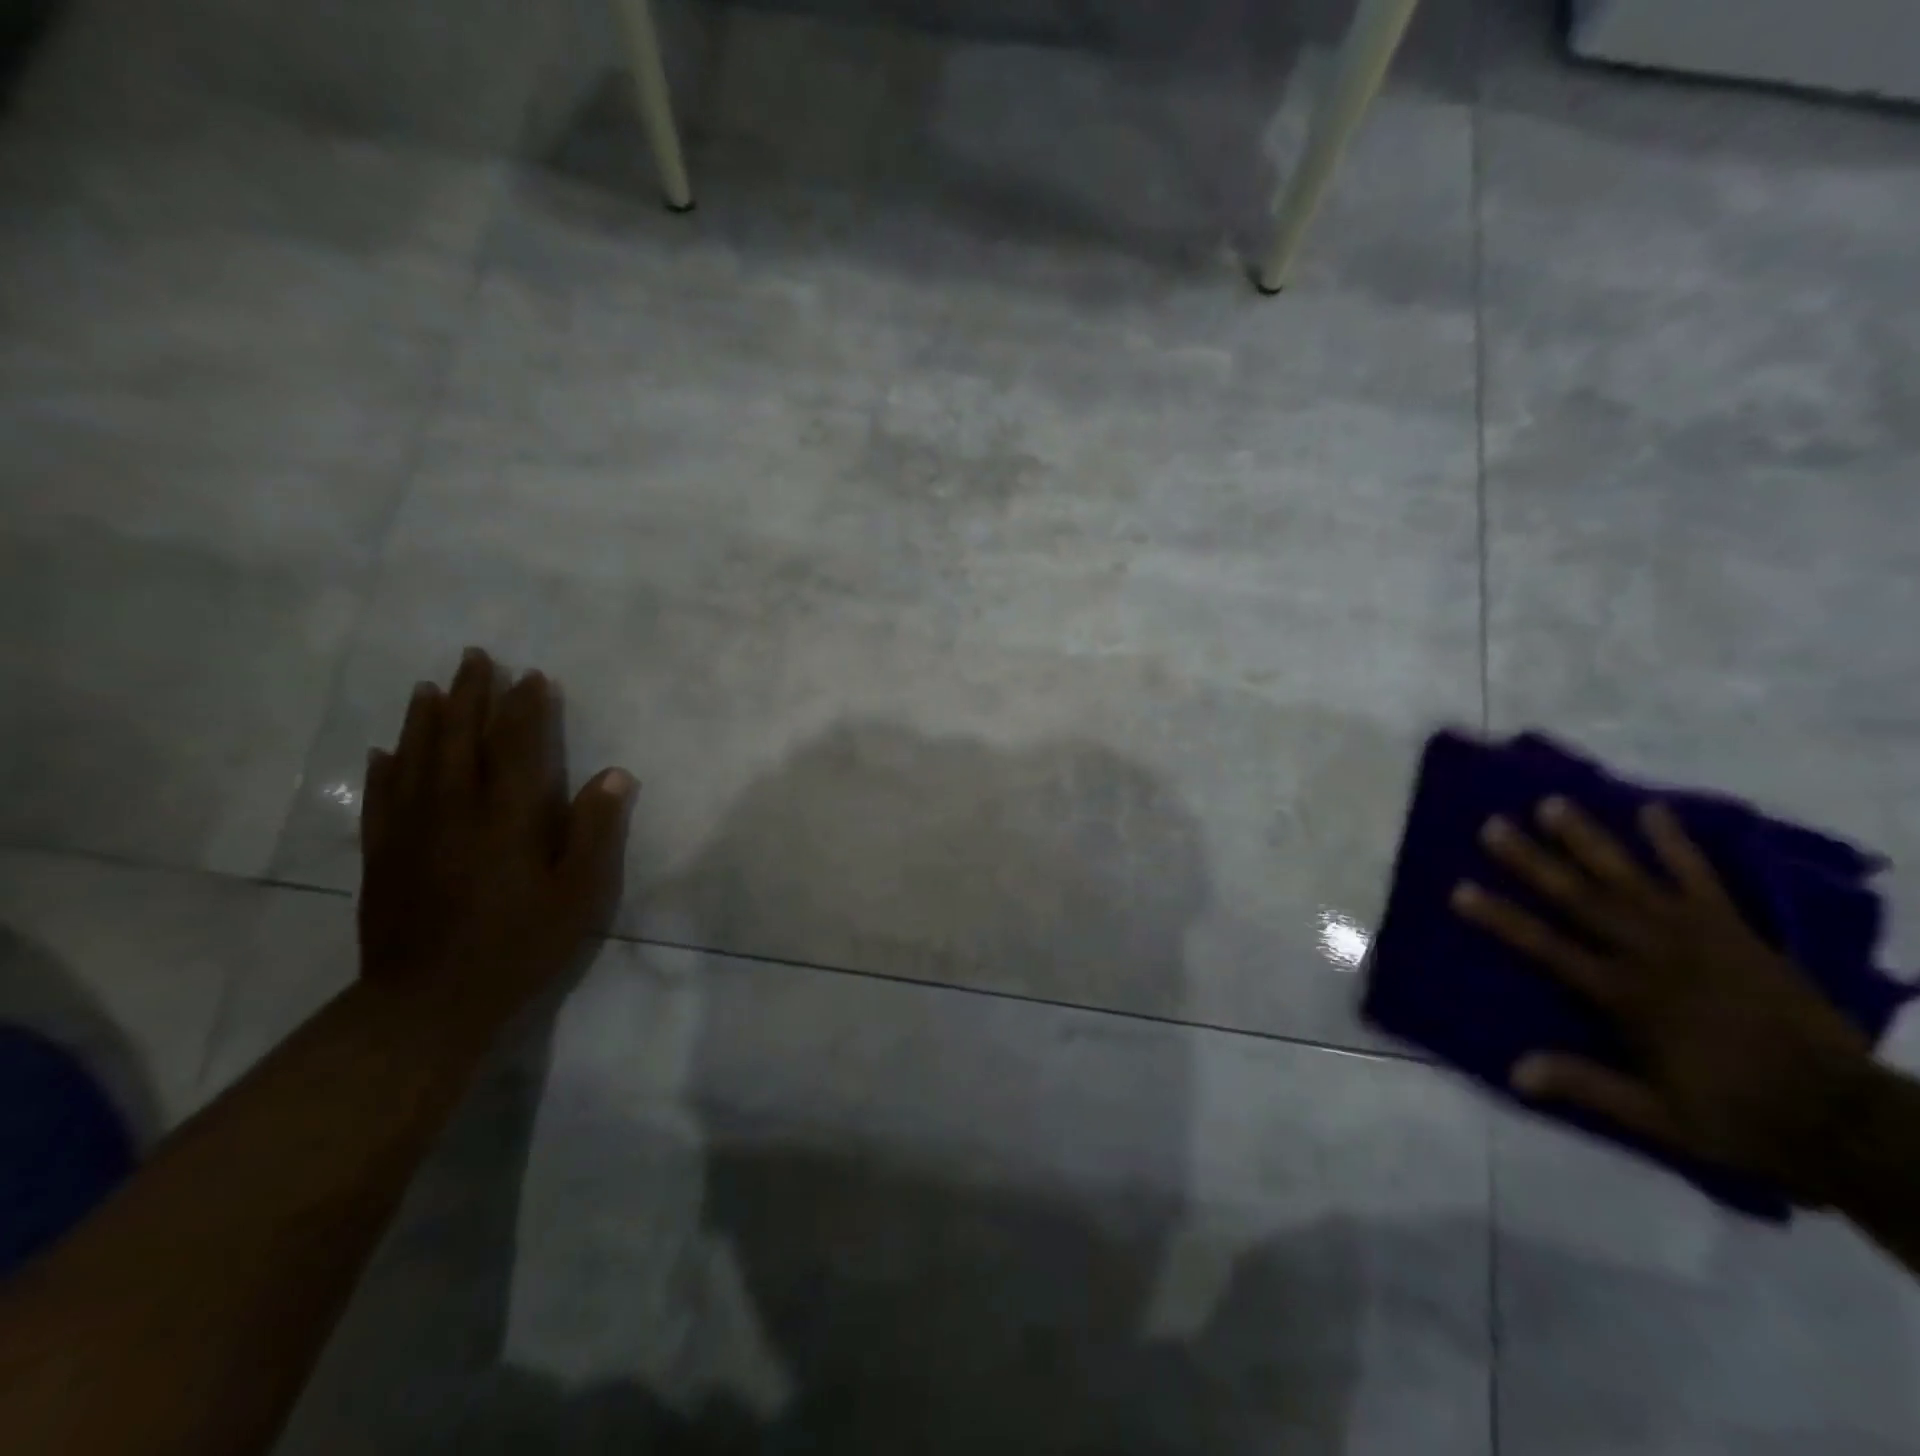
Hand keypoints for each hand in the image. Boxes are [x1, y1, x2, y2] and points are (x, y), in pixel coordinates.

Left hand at [357, 648, 636, 1030]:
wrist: (429, 1003)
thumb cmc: (518, 946)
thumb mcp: (578, 895)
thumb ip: (595, 831)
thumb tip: (615, 774)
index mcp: (507, 817)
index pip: (517, 745)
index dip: (526, 707)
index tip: (533, 675)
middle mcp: (454, 810)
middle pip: (460, 738)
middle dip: (470, 694)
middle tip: (475, 657)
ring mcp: (411, 831)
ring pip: (415, 758)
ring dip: (424, 718)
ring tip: (428, 686)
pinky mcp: (382, 855)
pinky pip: (381, 798)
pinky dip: (383, 769)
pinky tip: (384, 752)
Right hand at [1452, 796, 1873, 1200]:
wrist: (1854, 1119)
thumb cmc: (1743, 1118)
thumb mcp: (1661, 1119)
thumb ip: (1589, 1087)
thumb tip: (1515, 1073)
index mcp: (1627, 998)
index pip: (1548, 948)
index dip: (1501, 918)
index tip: (1460, 889)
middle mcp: (1654, 956)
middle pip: (1581, 899)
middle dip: (1533, 861)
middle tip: (1493, 826)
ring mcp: (1698, 937)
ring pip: (1631, 878)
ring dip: (1588, 840)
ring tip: (1553, 804)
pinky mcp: (1738, 932)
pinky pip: (1704, 879)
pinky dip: (1678, 844)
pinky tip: (1653, 811)